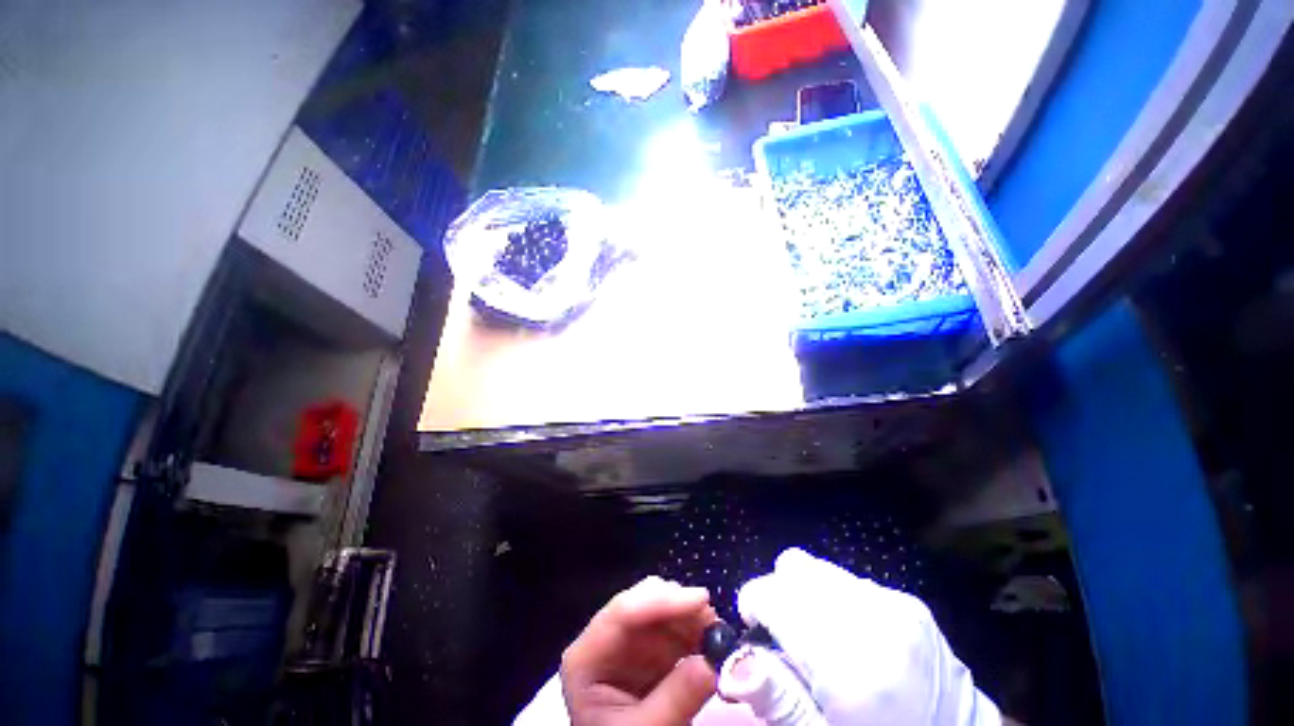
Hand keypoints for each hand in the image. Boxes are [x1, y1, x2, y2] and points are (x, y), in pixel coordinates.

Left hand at [560, 576, 719, 725]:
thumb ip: (676, 699)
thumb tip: (714, 661)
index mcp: (586, 658)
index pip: (622, 612)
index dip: (662, 601)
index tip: (701, 600)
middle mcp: (605, 638)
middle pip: (642, 602)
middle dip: (679, 605)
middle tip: (713, 620)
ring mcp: (627, 640)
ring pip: (660, 607)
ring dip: (690, 614)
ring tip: (716, 633)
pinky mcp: (647, 647)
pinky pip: (672, 624)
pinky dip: (693, 628)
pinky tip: (708, 639)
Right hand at [736, 549, 1000, 725]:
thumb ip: (774, 697)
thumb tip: (732, 661)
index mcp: (849, 666)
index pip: (772, 594)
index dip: (753, 605)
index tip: (756, 629)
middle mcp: (872, 621)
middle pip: (793, 569)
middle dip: (779, 595)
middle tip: (789, 637)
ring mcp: (895, 605)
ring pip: (818, 569)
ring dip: (806, 595)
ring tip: (821, 637)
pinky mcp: (908, 601)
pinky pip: (846, 579)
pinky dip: (834, 598)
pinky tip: (850, 635)